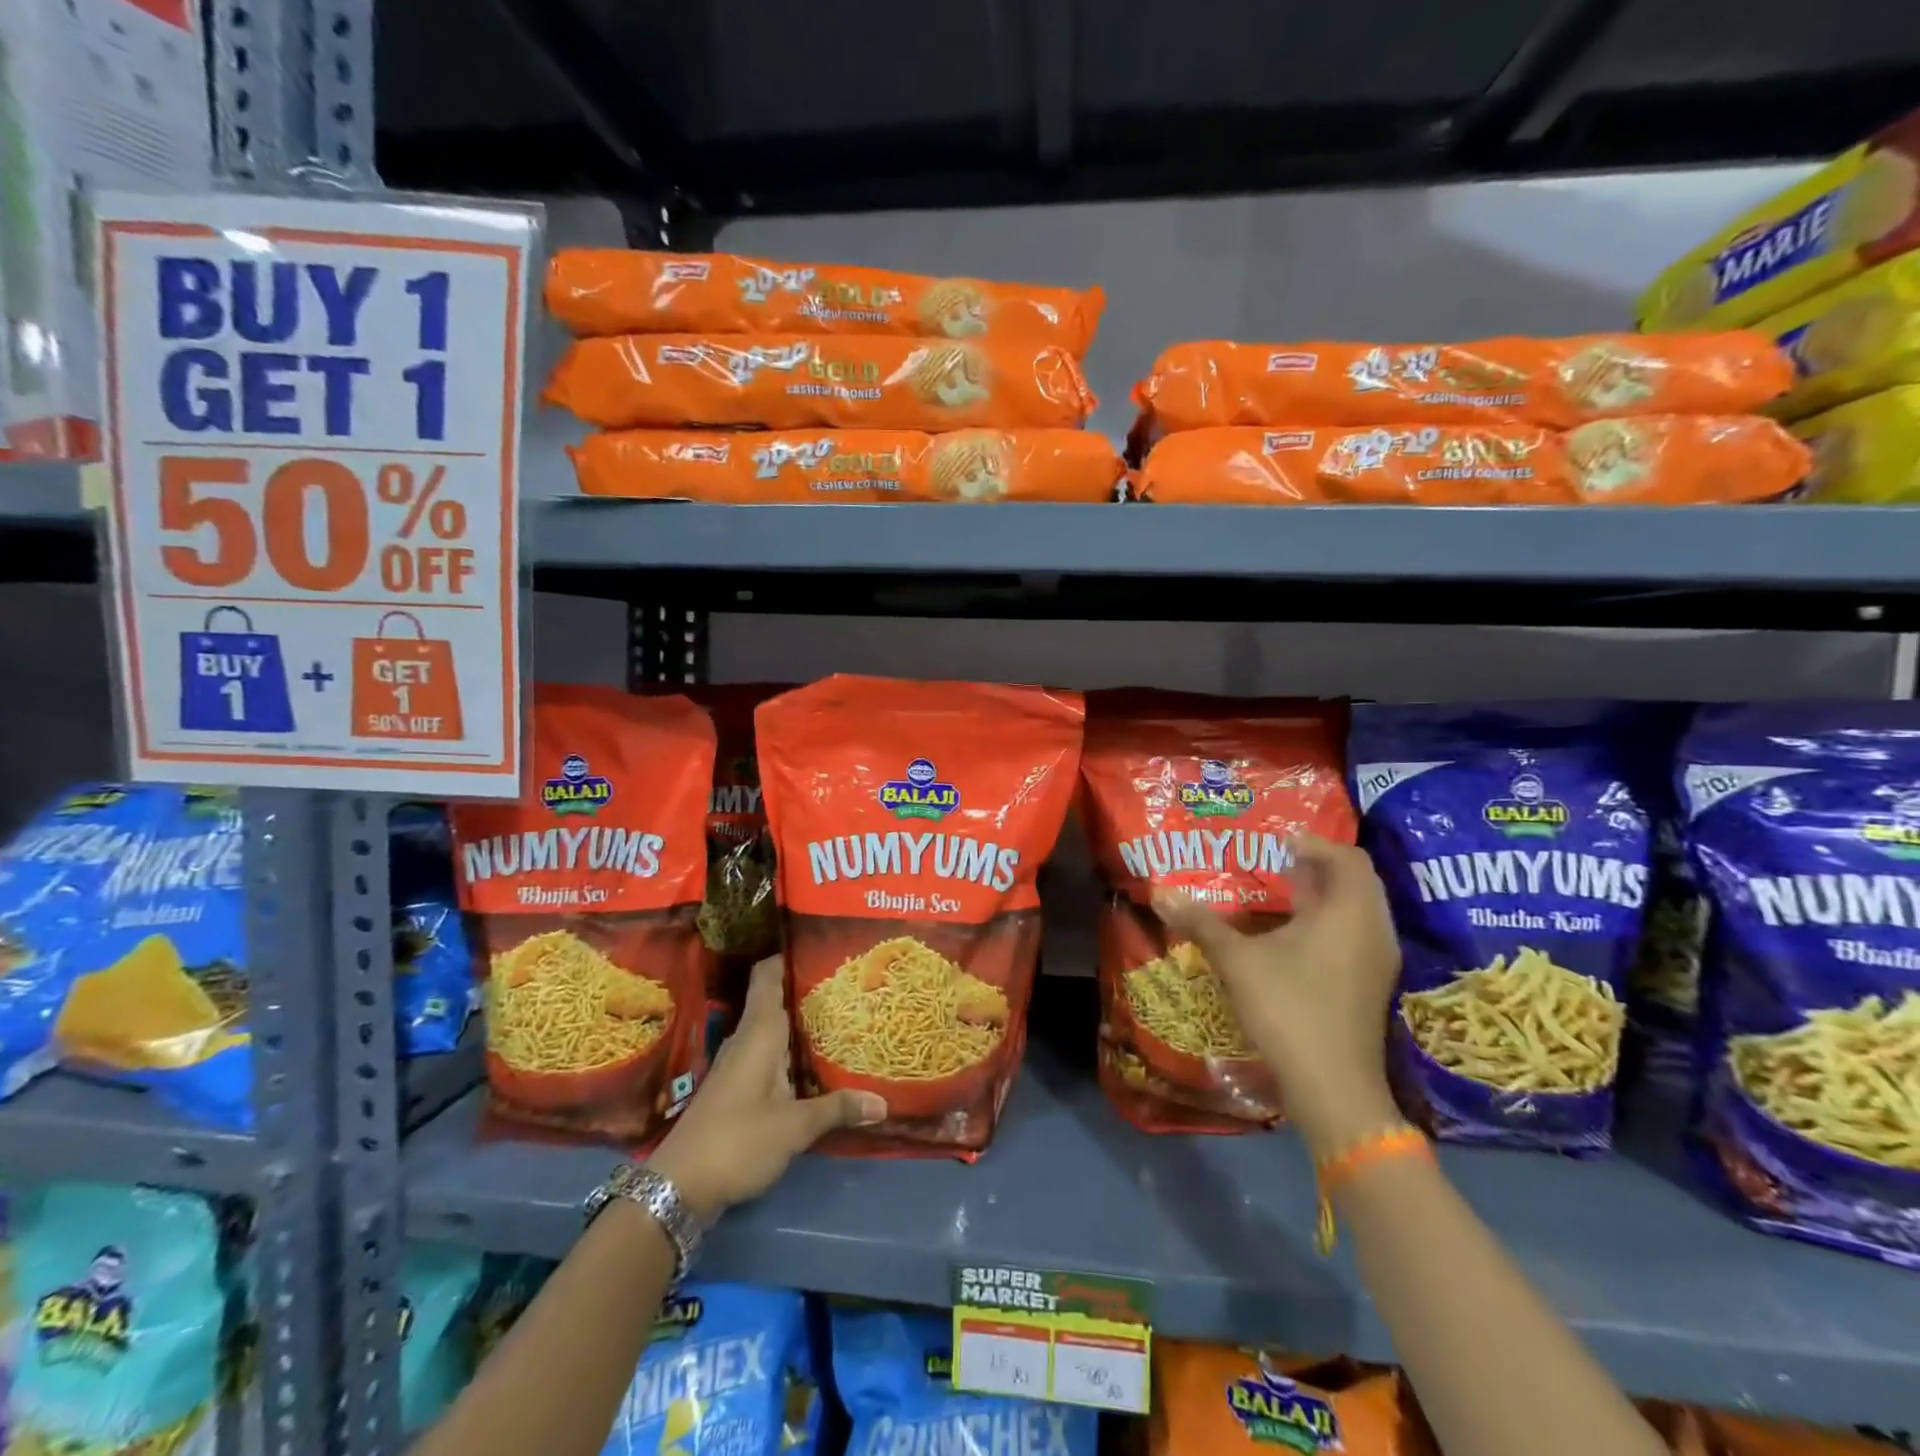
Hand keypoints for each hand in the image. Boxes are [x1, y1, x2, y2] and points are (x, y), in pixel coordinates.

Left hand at [647, 955, 885, 1220]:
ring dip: (802, 1024)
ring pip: (773, 1030)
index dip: (789, 955)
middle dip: (808, 991)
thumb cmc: (737, 1141)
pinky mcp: (736, 1088)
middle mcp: (747, 1039)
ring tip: (842, 1017)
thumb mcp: (794, 1127)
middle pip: (776, 1000)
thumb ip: (837, 1109)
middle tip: (848, 984)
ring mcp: (738, 1064)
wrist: (679, 1188)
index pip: (768, 975)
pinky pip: (769, 1055)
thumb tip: (883, 1102)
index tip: (821, 946)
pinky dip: (792, 1052)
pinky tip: (815, 1064)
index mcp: (759, 1032)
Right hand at [1153, 833, 1402, 1158]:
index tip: (1276, 842)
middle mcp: (1373, 928)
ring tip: (1284, 892)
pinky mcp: (1371, 985)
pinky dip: (1331, 921)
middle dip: (1320, 865)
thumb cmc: (1289, 1009)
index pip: (1346, 856)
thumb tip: (1160, 892)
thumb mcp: (1237, 961)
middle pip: (1357, 879)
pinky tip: (1295, 935)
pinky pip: (1357, 934)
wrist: (1334, 1088)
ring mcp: (1377, 960)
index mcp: (1348, 911)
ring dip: (1326, 894)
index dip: (1313, 842)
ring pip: (1359, 909)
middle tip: (1278, 862)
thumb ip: (1202, 923)